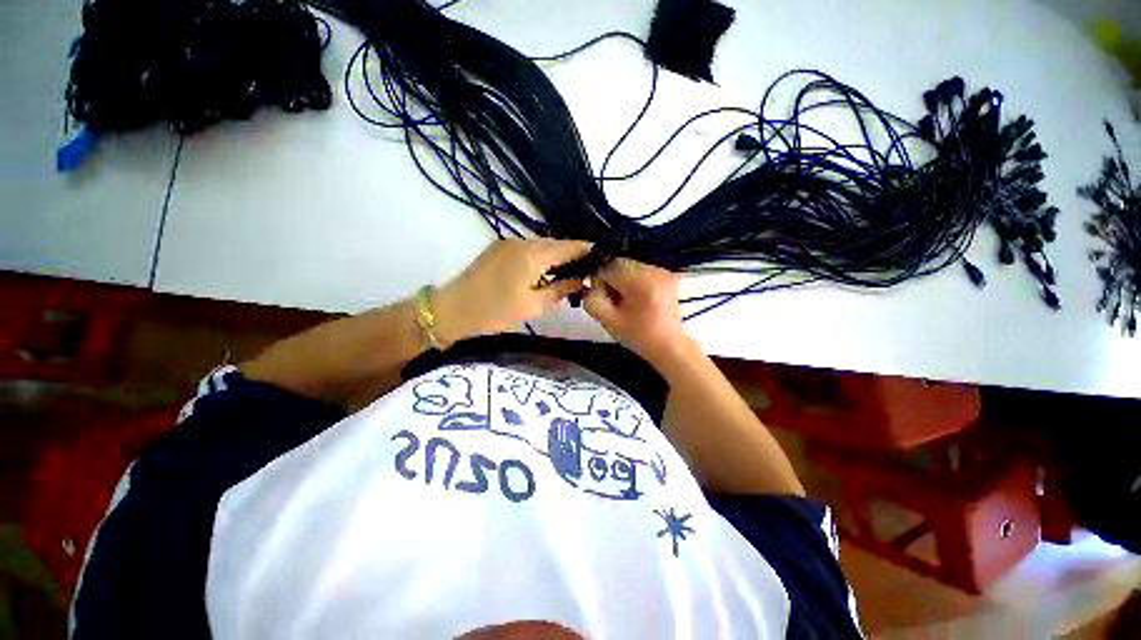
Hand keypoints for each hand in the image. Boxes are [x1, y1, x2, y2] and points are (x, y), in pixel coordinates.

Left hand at [433, 238, 590, 342]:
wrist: (453, 310)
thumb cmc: (495, 312)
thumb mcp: (532, 306)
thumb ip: (559, 290)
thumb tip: (580, 281)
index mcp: (533, 255)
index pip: (569, 246)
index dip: (587, 251)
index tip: (601, 258)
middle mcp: (522, 241)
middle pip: (556, 243)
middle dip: (572, 253)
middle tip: (586, 269)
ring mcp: (508, 242)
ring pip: (541, 245)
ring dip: (556, 255)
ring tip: (568, 271)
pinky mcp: (499, 247)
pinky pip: (528, 247)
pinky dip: (540, 256)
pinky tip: (544, 270)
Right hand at [584, 258, 690, 366]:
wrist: (670, 346)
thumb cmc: (638, 336)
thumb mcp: (608, 321)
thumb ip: (593, 300)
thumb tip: (591, 285)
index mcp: (640, 282)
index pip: (608, 266)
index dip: (599, 280)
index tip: (602, 297)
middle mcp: (653, 270)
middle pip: (620, 263)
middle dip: (611, 278)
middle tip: (613, 300)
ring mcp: (662, 271)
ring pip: (630, 266)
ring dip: (622, 279)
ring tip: (626, 301)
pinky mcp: (666, 275)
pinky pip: (641, 270)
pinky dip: (634, 280)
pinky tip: (638, 299)